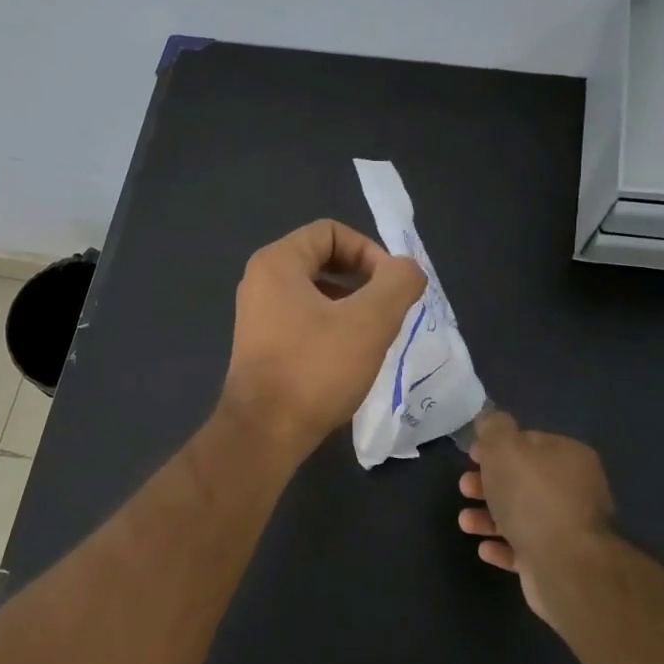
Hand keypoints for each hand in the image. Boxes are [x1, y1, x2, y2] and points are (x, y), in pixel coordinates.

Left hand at [219, 220, 426, 458]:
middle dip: (362, 279)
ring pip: (314, 292)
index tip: (393, 286)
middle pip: (321, 259)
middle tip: (389, 310)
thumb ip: (397, 283)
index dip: (369, 250)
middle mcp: (260, 280)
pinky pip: (302, 318)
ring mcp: (256, 314)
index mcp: (277, 262)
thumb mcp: (370, 321)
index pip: (330, 232)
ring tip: (374, 335)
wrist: (264, 431)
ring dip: (350, 305)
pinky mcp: (260, 344)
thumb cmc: (315, 369)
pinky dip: (330, 326)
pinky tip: (349, 356)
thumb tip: (407, 269)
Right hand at [458, 411, 614, 623]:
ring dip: (489, 517)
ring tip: (465, 522)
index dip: (497, 446)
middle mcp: (575, 490)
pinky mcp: (560, 561)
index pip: (529, 442)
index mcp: (569, 457)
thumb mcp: (504, 447)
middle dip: (488, 483)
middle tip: (464, 487)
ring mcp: (569, 528)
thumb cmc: (532, 496)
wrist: (564, 564)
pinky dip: (502, 546)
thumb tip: (491, 418)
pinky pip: (525, 549)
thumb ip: (494, 427)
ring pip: (521, 515)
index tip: (471, 455)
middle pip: (523, 480)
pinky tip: (484, 547)